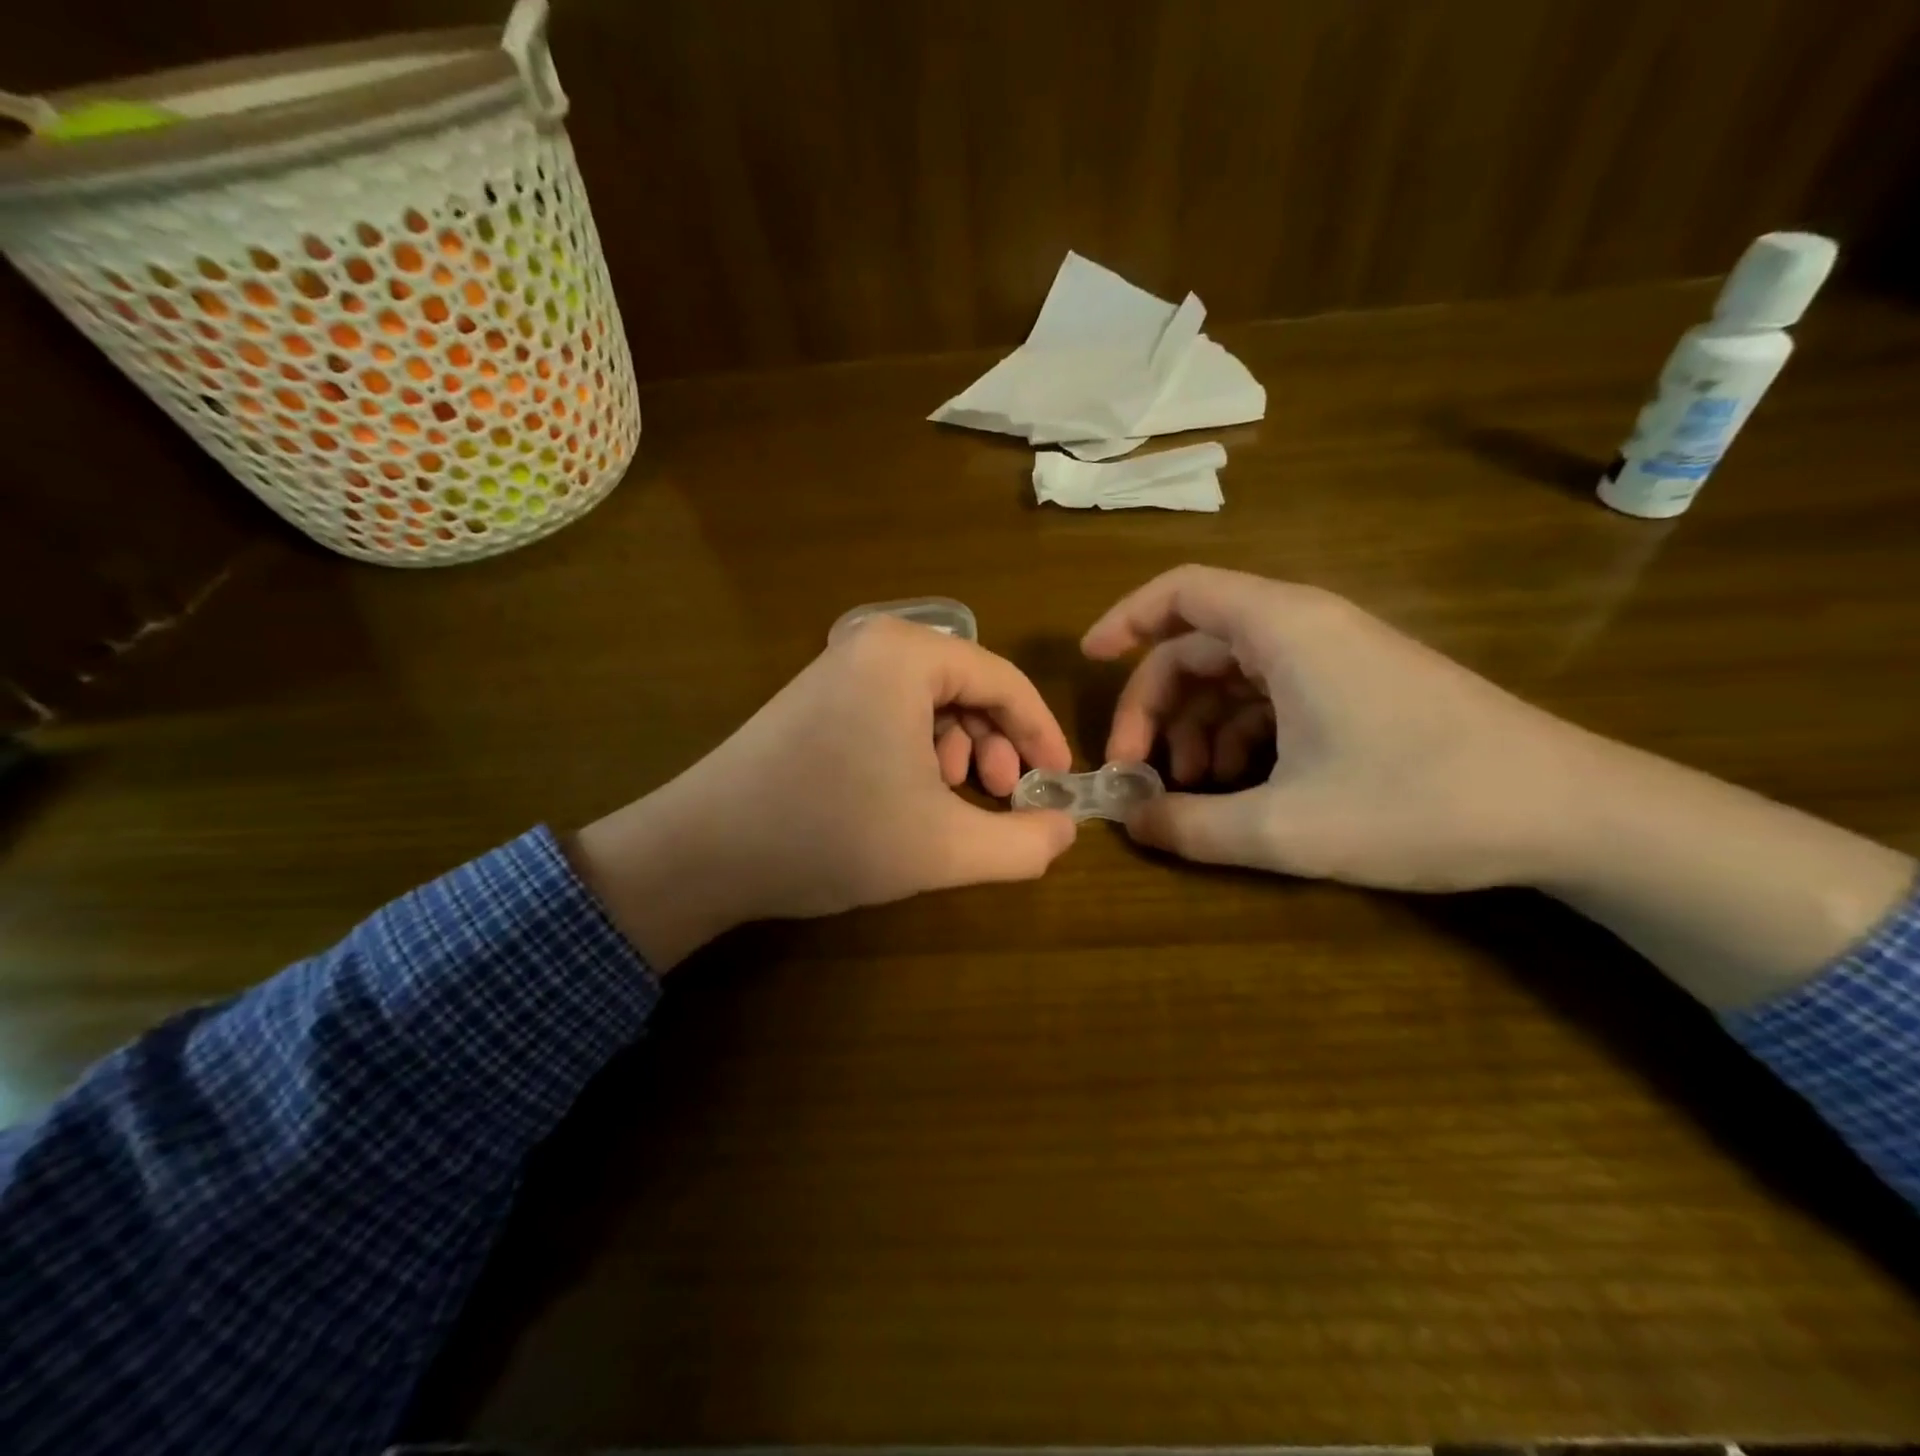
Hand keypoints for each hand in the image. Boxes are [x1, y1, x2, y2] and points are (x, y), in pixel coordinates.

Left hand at [572, 618, 1076, 967]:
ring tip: (956, 801)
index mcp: (907, 655)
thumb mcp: (943, 847)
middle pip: (967, 687)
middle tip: (1002, 796)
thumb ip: (1022, 843)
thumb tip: (1067, 830)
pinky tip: (911, 796)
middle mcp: (872, 645)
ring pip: (930, 704)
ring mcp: (837, 670)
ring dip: (959, 752)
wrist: (702, 852)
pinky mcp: (815, 700)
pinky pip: (892, 714)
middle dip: (996, 744)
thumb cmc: (831, 835)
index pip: (1003, 680)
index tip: (1059, 781)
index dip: (1041, 733)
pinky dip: (918, 752)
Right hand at [1082, 565, 1588, 890]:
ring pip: (1233, 678)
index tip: (1087, 663)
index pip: (1182, 591)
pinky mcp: (1358, 691)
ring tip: (1191, 794)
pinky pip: (1272, 700)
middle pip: (1198, 645)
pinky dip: (1239, 739)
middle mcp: (1306, 629)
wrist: (1572, 813)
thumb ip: (1193, 826)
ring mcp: (1336, 660)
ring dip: (1196, 730)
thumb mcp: (1287, 828)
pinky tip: (1239, 792)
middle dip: (1154, 706)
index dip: (1125, 619)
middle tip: (1136, 770)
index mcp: (1284, 630)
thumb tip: (1131, 823)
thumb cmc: (1421, 802)